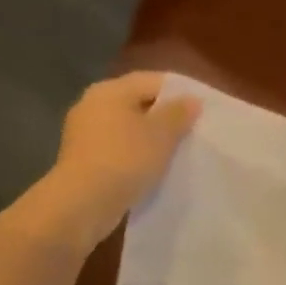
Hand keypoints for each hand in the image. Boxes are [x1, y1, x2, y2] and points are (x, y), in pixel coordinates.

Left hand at [38, 73, 200, 239]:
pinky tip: (154, 167)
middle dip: (166, 115)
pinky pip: (118, 148)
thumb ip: (178, 114)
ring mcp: (85, 133)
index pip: (152, 80)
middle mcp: (93, 105)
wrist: (82, 204)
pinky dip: (137, 154)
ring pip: (128, 128)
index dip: (180, 91)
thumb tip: (191, 100)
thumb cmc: (125, 159)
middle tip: (194, 129)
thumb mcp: (161, 134)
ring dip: (152, 137)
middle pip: (138, 102)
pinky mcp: (84, 159)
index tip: (203, 107)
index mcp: (110, 91)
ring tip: (178, 150)